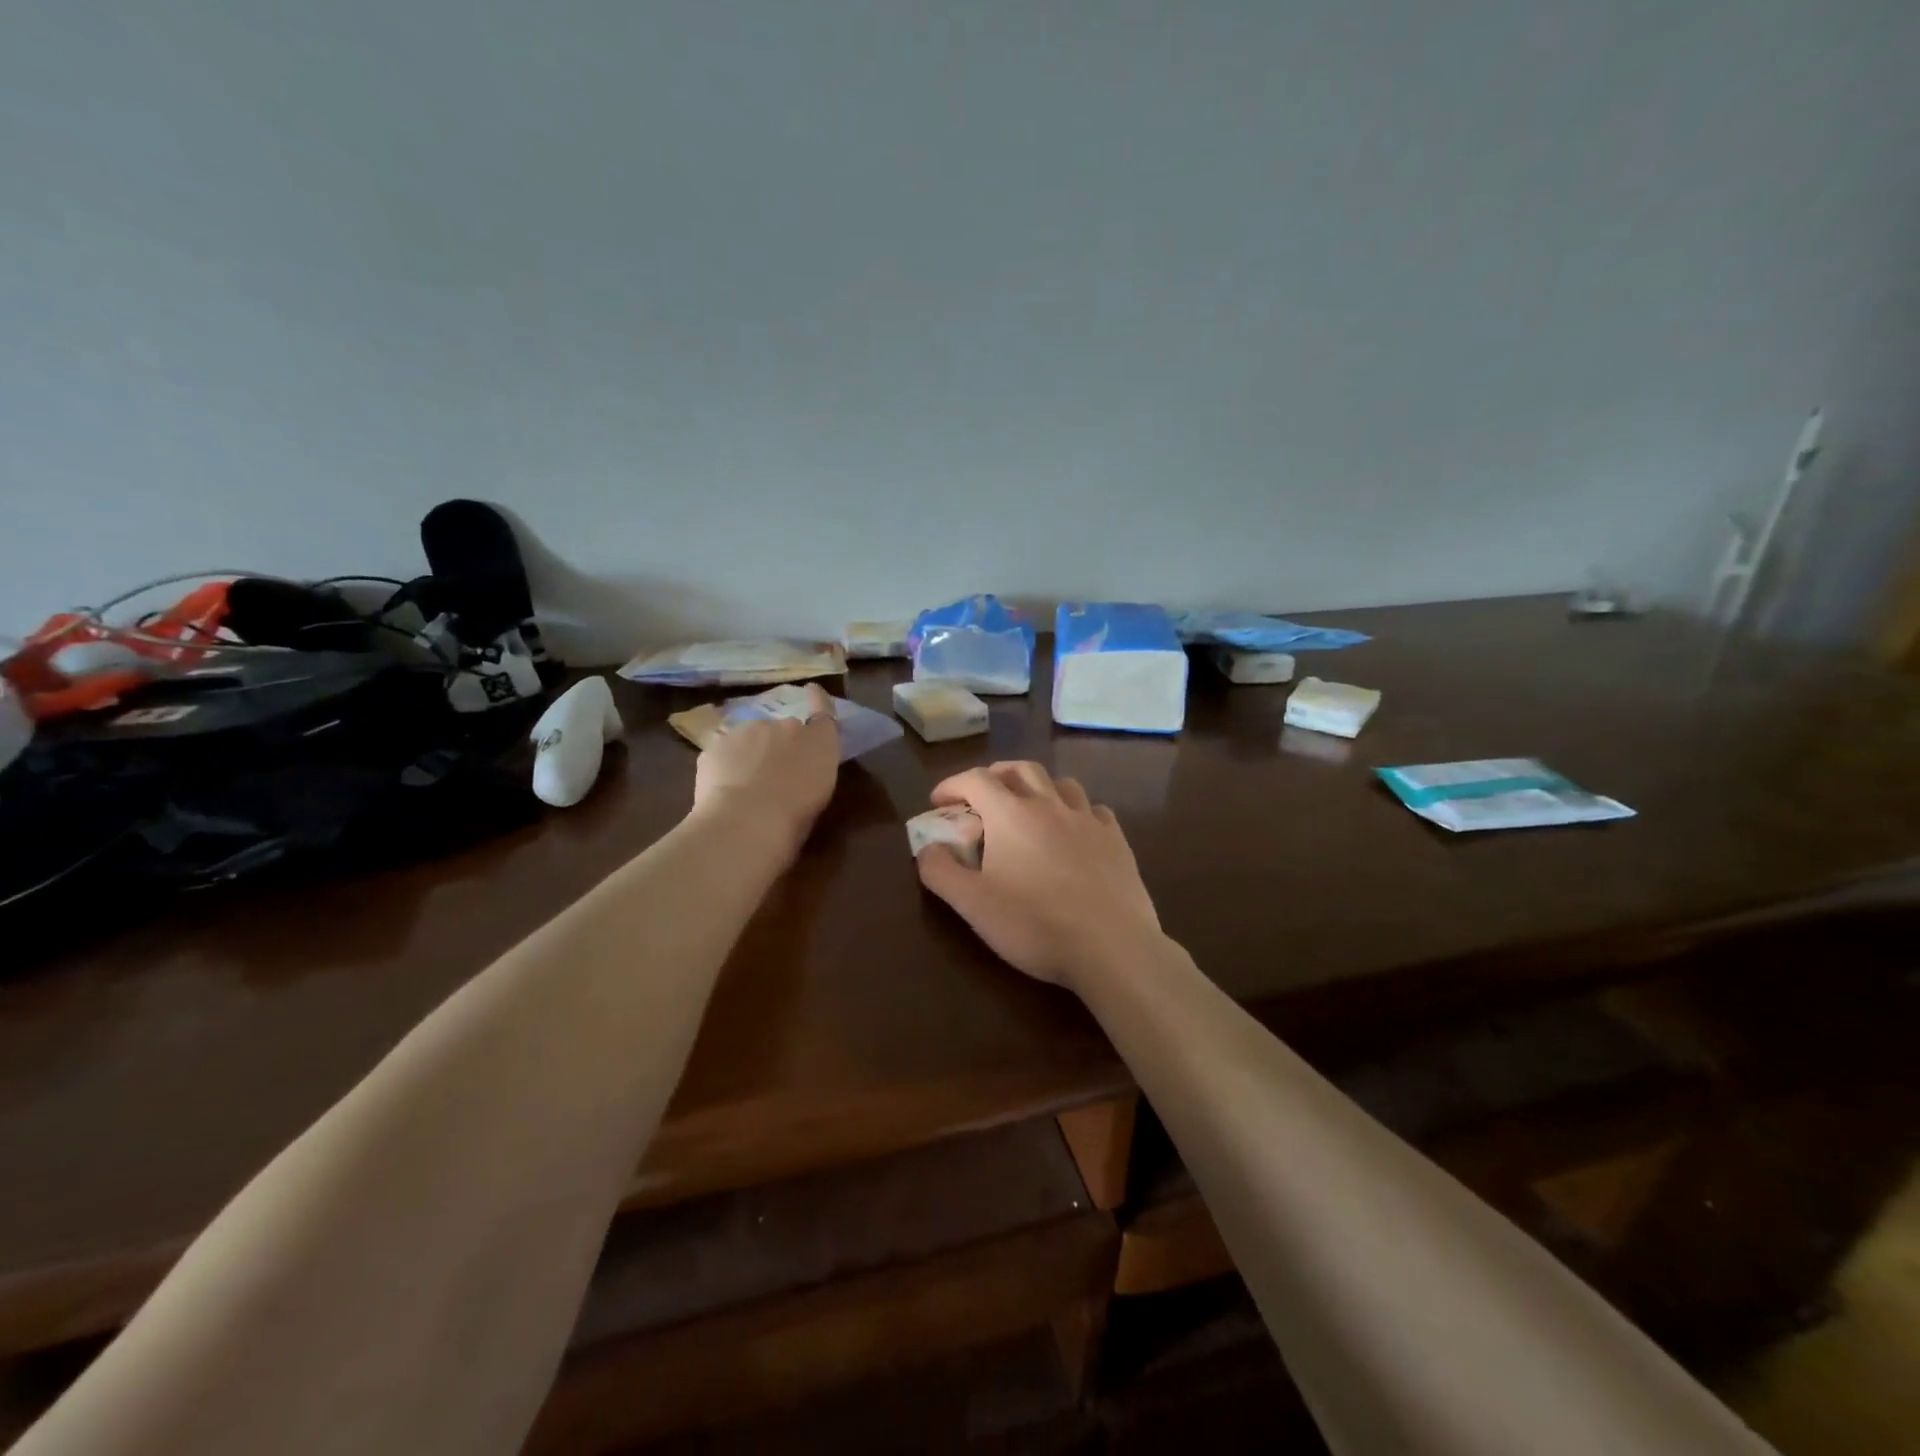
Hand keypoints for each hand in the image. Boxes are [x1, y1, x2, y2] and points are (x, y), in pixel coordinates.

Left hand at [692, 684, 841, 853]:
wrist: (747, 820)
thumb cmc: (796, 816)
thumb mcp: (820, 793)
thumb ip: (814, 769)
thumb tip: (803, 764)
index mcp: (819, 741)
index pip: (822, 712)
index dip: (818, 699)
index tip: (812, 690)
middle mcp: (786, 726)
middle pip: (782, 729)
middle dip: (779, 743)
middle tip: (773, 773)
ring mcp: (748, 731)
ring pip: (750, 737)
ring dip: (750, 751)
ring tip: (744, 783)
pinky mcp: (716, 743)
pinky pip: (723, 750)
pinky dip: (724, 763)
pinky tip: (721, 787)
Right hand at [915, 761, 1163, 991]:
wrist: (1111, 946)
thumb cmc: (1034, 924)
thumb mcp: (972, 904)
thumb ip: (940, 872)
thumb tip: (926, 849)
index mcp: (1011, 814)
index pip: (975, 779)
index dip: (952, 785)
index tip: (938, 802)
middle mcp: (1049, 805)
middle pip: (1020, 769)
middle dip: (996, 775)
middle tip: (982, 796)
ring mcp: (1087, 820)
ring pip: (1061, 783)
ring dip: (1038, 787)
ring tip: (1029, 808)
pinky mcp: (1116, 840)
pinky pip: (1093, 810)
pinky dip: (1075, 812)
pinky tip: (1073, 831)